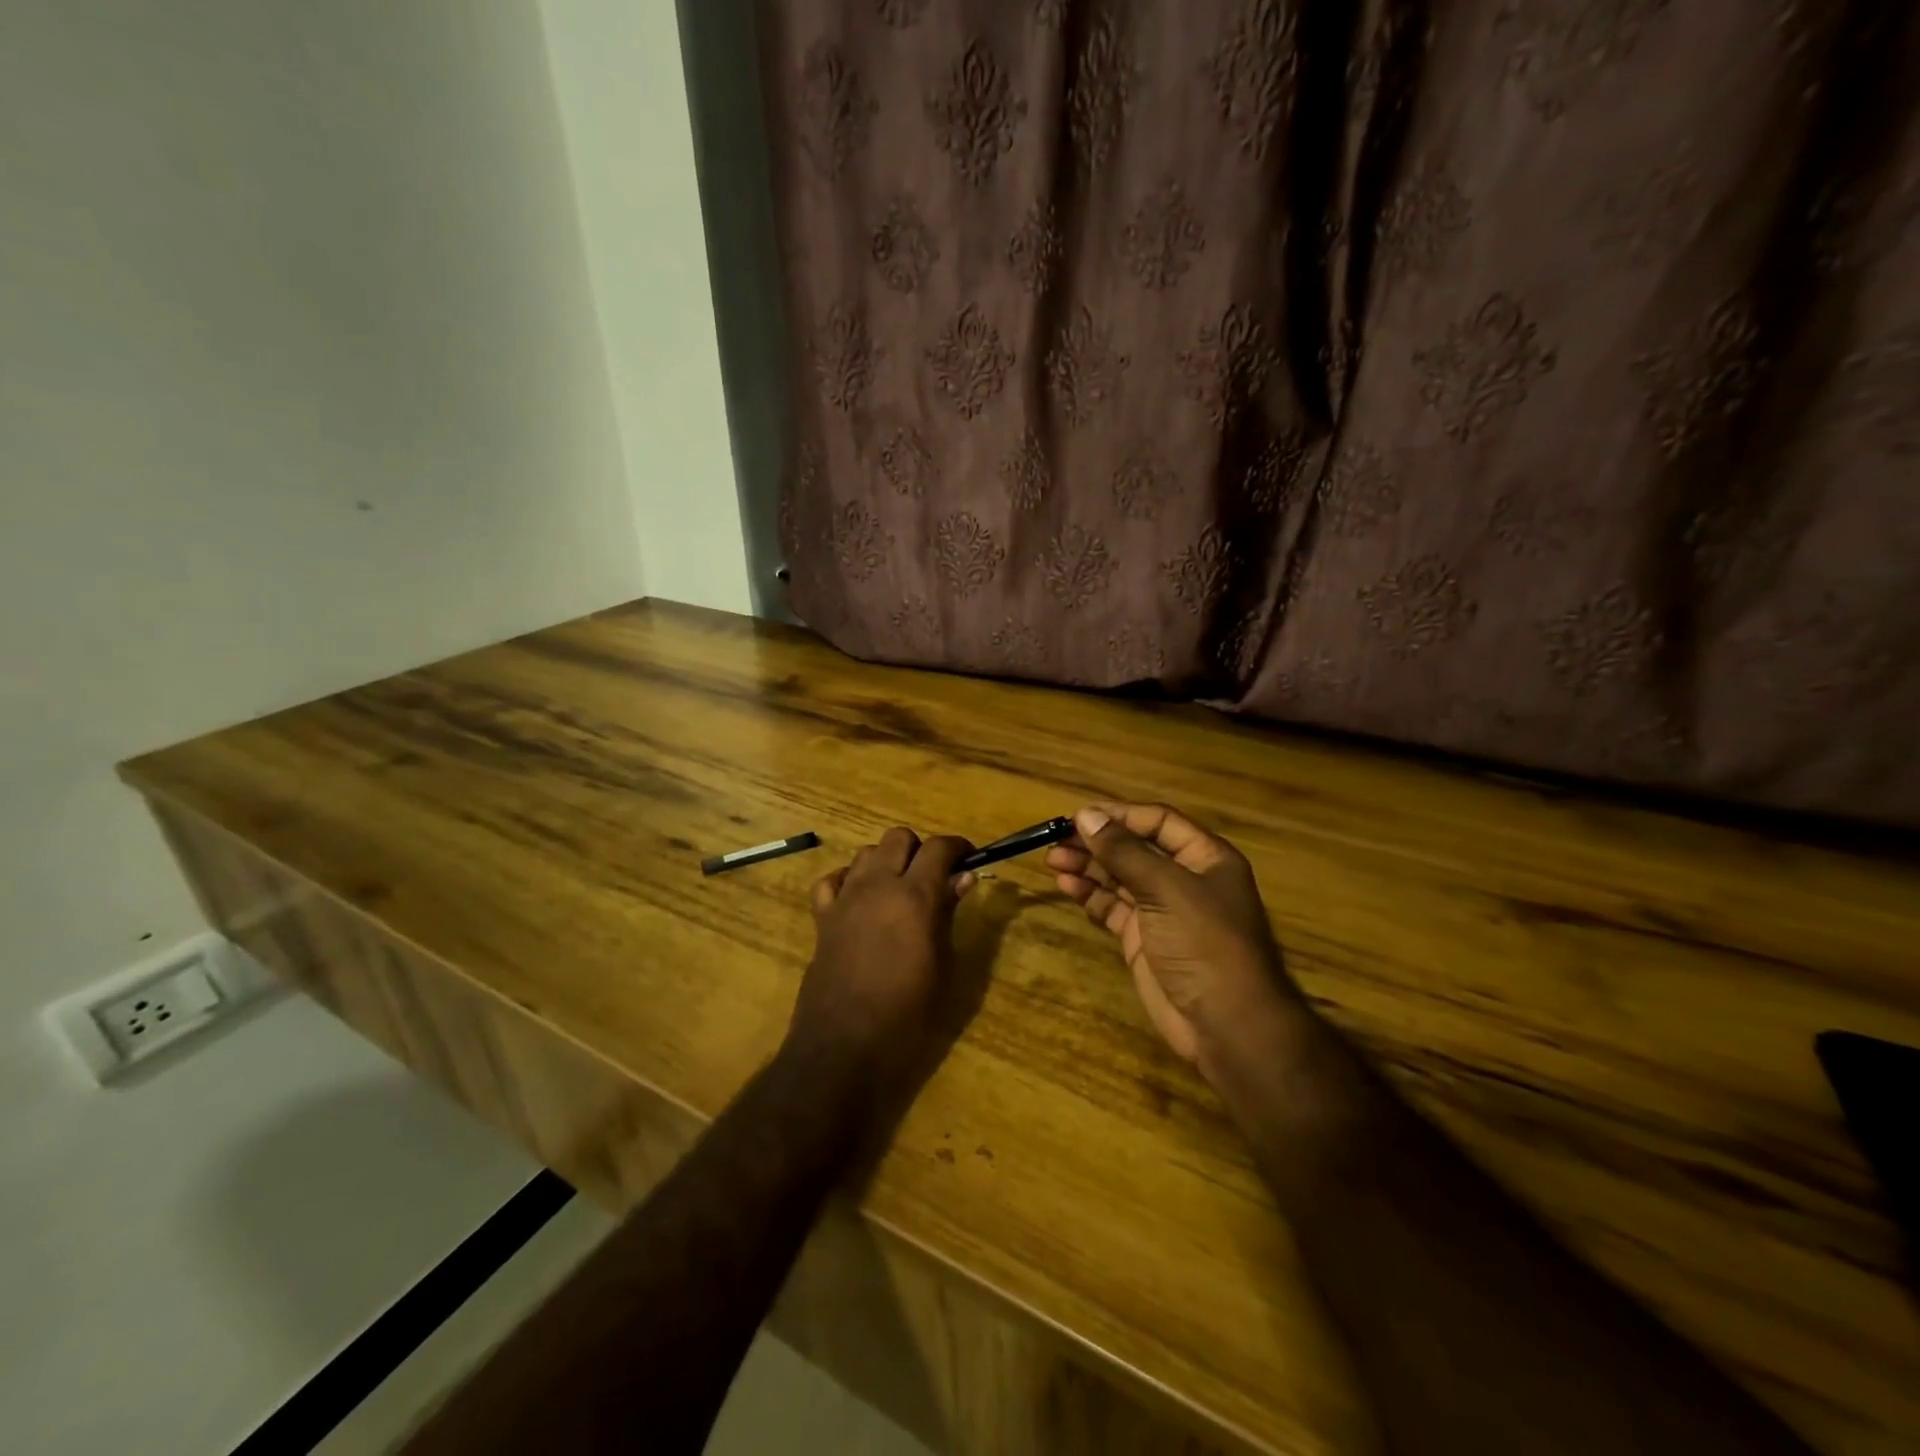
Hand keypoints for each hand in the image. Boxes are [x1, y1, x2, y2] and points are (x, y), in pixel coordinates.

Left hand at [789, 827, 975, 1084]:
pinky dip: (847, 880)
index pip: (939, 847)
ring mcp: (845, 898)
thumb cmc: (906, 1014)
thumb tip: (963, 878)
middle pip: (898, 837)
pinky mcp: (822, 918)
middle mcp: (878, 885)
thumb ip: (949, 914)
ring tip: (897, 890)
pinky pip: (832, 880)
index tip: (968, 858)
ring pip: (866, 853)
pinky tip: (858, 899)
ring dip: (886, 862)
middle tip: (933, 878)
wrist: (844, 1046)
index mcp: (915, 896)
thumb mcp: (942, 966)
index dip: (957, 847)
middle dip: (920, 850)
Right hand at [1047, 803, 1301, 1084]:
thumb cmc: (1205, 944)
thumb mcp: (1167, 890)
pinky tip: (1067, 885)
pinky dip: (1090, 894)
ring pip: (1119, 877)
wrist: (1226, 1025)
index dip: (1119, 815)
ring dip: (1088, 865)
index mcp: (1205, 857)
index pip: (1157, 821)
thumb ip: (1125, 852)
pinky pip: (1112, 907)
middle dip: (1097, 842)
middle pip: (1135, 848)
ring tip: (1053, 860)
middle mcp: (1183, 878)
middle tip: (1056, 838)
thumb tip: (1087, 815)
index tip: (1079, 815)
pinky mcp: (1143, 939)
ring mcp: (1162, 910)